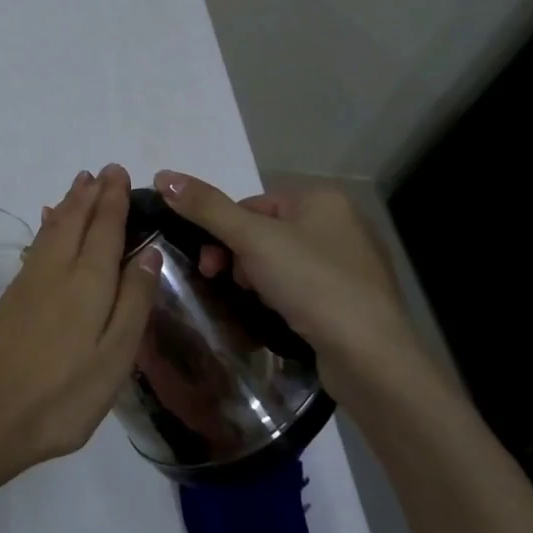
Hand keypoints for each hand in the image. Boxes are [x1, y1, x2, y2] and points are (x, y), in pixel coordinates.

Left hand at [0, 164, 162, 480]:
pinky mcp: (13, 296)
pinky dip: (48, 225)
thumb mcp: (115, 357)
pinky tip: (48, 223)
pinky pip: (37, 244)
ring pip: (53, 228)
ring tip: (80, 184)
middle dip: (91, 194)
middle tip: (104, 171)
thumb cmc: (64, 394)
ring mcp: (30, 281)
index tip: (120, 173)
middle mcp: (57, 270)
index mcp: (89, 282)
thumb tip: (149, 251)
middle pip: (76, 220)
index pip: (105, 228)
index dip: (114, 200)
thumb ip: (134, 302)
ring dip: (69, 203)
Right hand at [152, 171, 429, 404]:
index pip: (252, 204)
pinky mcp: (352, 298)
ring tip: (255, 302)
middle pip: (265, 231)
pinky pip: (302, 286)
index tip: (211, 264)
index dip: (224, 231)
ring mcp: (350, 263)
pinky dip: (283, 296)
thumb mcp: (251, 240)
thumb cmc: (312, 284)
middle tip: (224, 282)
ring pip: (281, 261)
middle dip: (239, 257)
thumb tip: (162, 175)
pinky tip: (278, 315)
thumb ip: (207, 207)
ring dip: (257, 278)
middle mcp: (340, 223)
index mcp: (321, 199)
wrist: (371, 356)